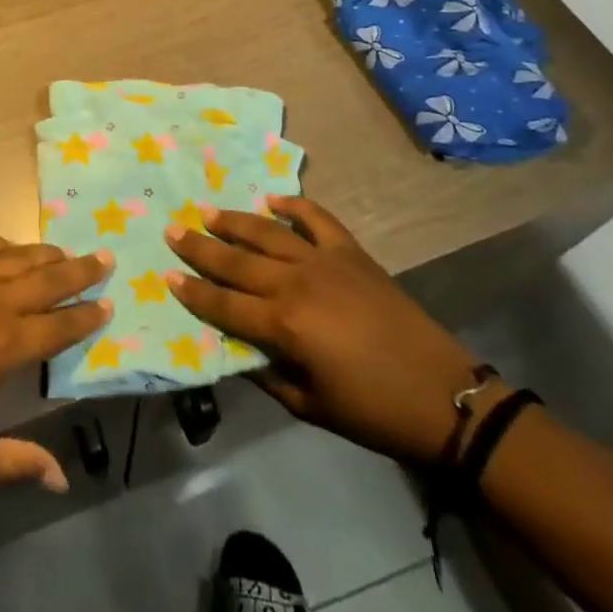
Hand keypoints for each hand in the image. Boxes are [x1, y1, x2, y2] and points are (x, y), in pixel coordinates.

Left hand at [0, 236, 111, 492]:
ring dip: (46, 254)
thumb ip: (18, 465)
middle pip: (47, 280)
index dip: (87, 317)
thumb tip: (62, 480)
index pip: (59, 327)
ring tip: (67, 253)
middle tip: (105, 258)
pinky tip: (9, 247)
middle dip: (80, 271)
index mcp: (6, 346)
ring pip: (17, 258)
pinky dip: (1, 244)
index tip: (109, 305)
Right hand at [165, 196, 487, 462]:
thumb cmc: (374, 412)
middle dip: (201, 247)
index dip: (193, 292)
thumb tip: (236, 351)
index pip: (224, 304)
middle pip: (237, 261)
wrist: (445, 396)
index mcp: (284, 325)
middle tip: (173, 230)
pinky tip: (273, 199)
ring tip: (207, 210)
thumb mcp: (311, 407)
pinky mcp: (352, 252)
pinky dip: (294, 205)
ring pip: (267, 233)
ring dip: (234, 221)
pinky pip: (316, 219)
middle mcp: (296, 283)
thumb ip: (267, 375)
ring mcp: (325, 261)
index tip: (167, 276)